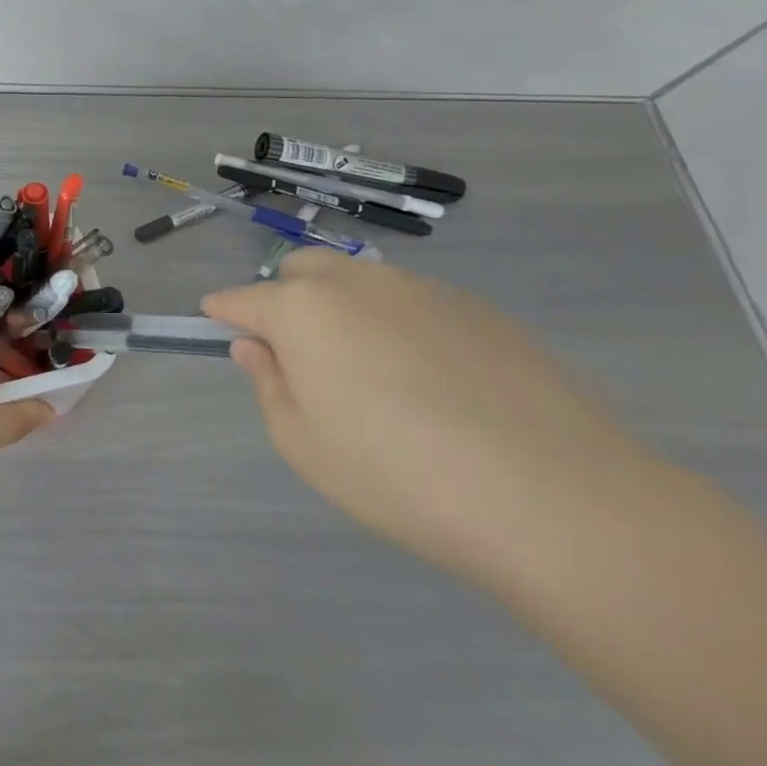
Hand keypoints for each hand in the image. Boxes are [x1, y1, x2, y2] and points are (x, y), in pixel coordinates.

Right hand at [204, 251, 658, 589]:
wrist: (551, 496)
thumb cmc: (395, 474)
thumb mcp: (303, 443)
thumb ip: (269, 384)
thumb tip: (255, 347)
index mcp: (304, 308)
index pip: (245, 297)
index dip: (224, 309)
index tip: (215, 318)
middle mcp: (359, 282)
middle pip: (303, 270)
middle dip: (285, 296)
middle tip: (295, 349)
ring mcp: (424, 289)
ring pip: (363, 281)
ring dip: (344, 307)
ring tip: (368, 367)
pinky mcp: (480, 309)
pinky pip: (417, 303)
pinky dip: (399, 324)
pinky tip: (430, 379)